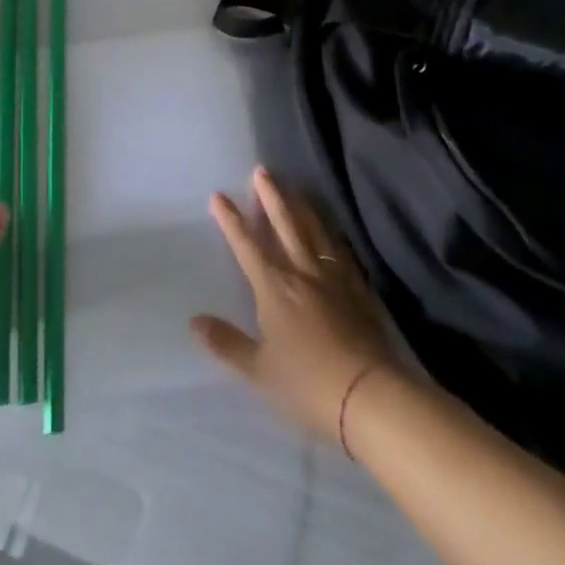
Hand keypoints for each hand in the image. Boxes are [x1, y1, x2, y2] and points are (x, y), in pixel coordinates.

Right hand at [192, 167, 402, 441]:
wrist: (369, 394)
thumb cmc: (307, 383)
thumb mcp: (259, 370)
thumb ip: (227, 343)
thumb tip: (195, 320)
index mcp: (274, 288)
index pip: (247, 246)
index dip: (232, 220)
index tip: (219, 195)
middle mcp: (302, 272)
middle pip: (285, 225)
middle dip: (271, 197)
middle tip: (262, 170)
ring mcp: (333, 278)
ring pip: (314, 232)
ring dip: (301, 207)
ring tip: (294, 188)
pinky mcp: (358, 289)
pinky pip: (341, 252)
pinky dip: (332, 235)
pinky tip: (331, 230)